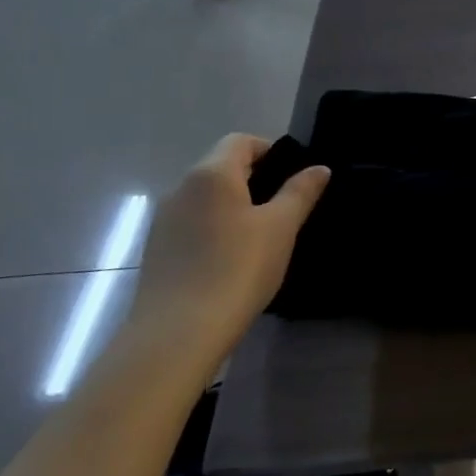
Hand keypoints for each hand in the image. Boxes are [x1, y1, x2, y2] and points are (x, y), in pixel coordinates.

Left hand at [125, 135, 328, 372]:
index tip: (295, 178)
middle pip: (222, 168)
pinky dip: (215, 229)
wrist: (178, 333)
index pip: (241, 141)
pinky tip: (232, 260)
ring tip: (262, 238)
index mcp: (211, 174)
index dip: (271, 151)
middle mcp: (181, 188)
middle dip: (255, 180)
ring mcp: (163, 220)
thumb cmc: (238, 269)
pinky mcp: (156, 251)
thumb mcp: (281, 227)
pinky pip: (193, 224)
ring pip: (206, 198)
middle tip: (285, 210)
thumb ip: (300, 192)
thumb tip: (319, 168)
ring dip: (234, 206)